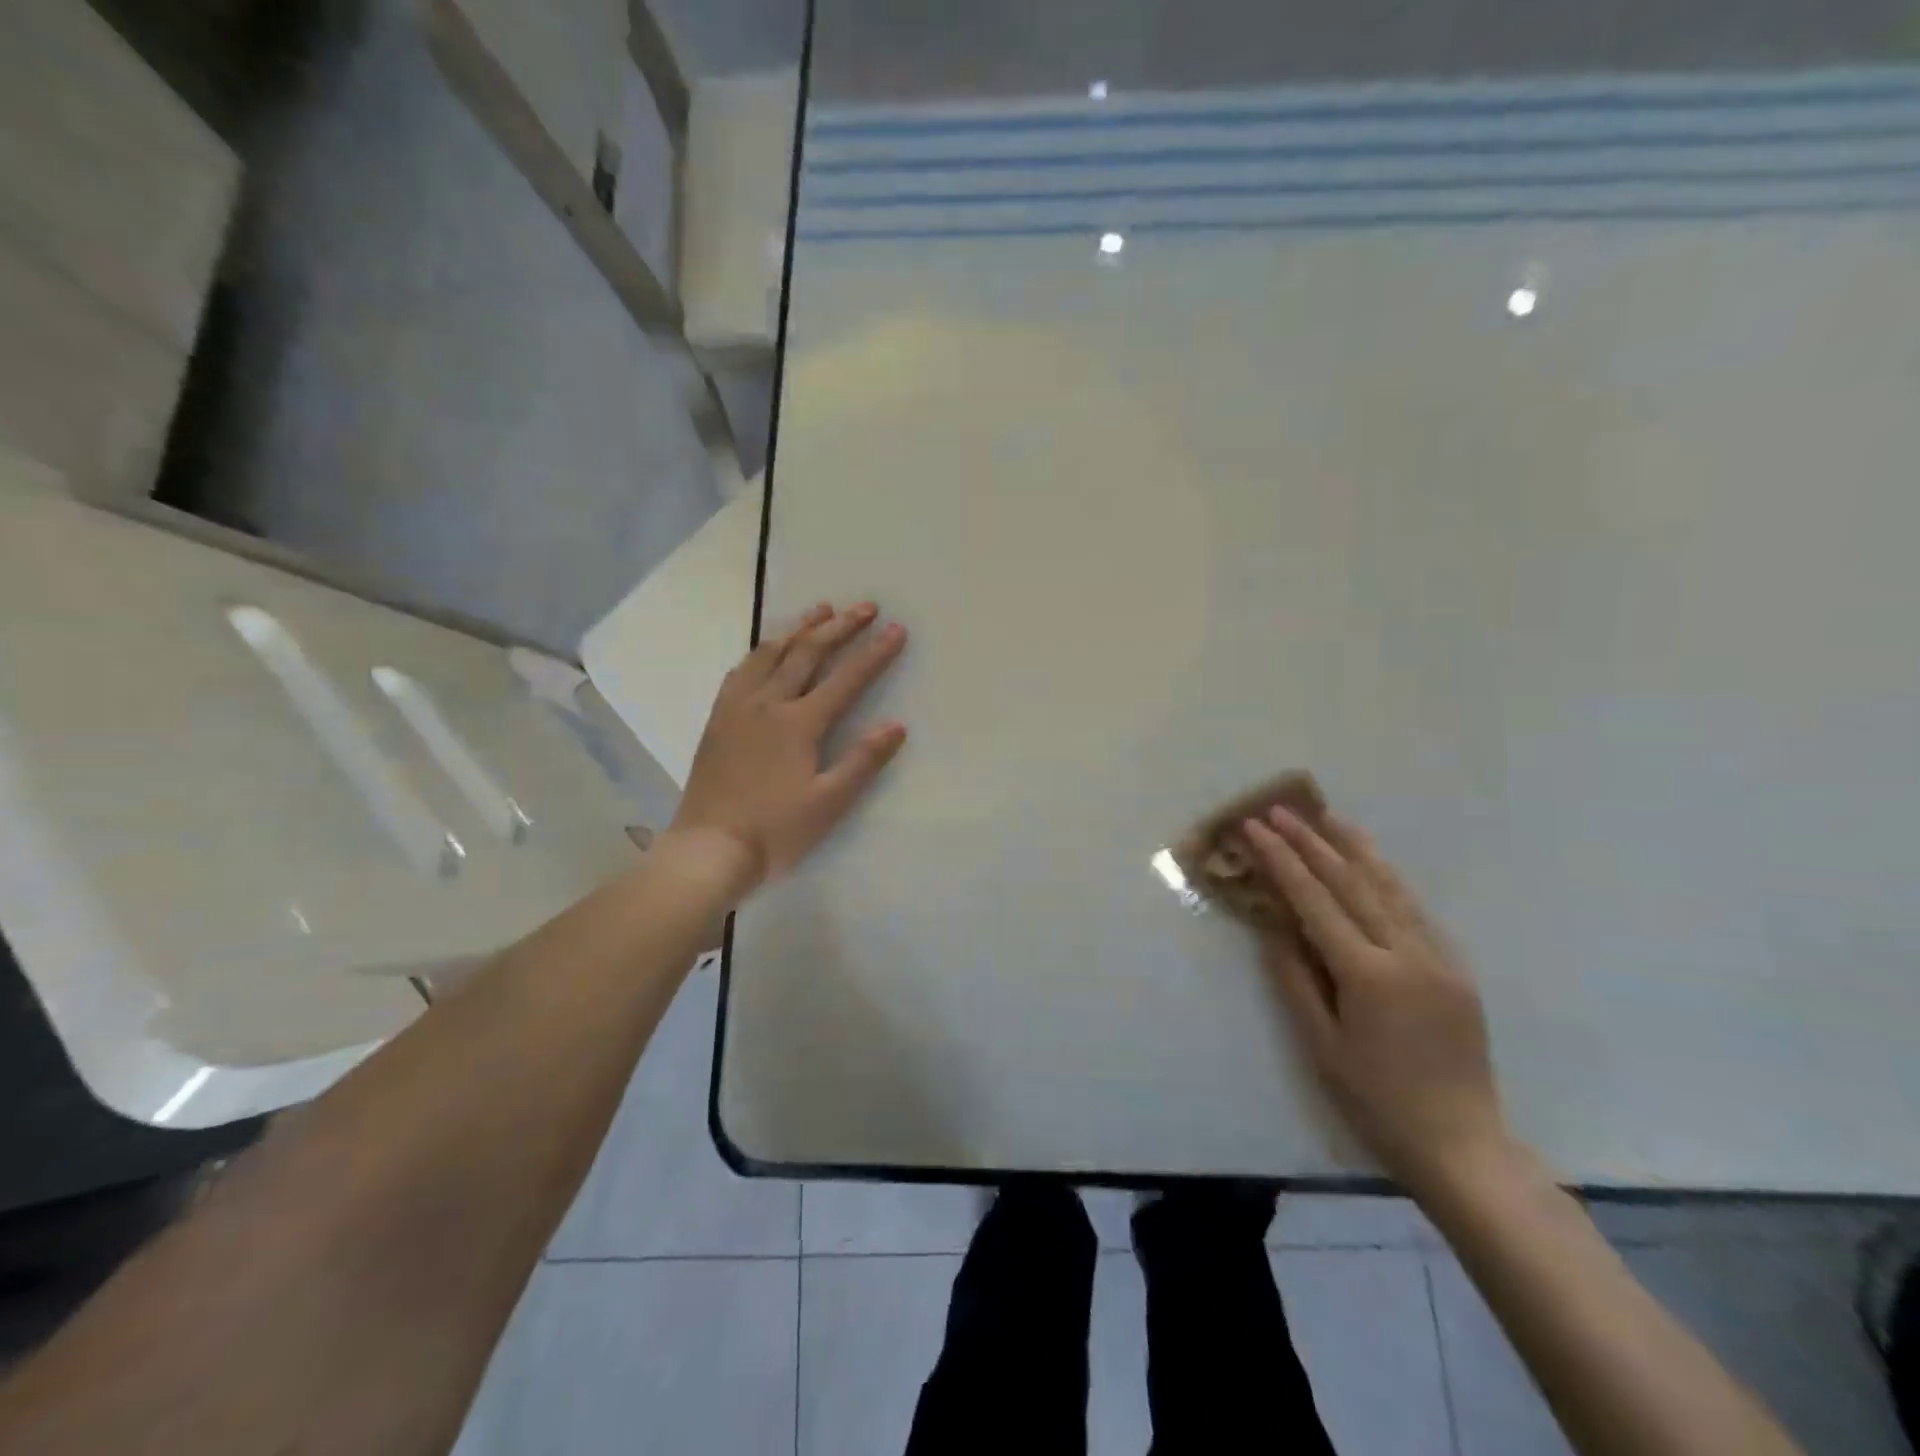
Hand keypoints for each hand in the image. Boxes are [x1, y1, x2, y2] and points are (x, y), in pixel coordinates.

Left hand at [668, 602, 906, 896]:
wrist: (708, 849)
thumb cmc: (775, 831)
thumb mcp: (828, 803)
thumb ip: (862, 761)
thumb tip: (896, 725)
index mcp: (799, 724)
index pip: (846, 679)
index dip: (875, 653)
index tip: (896, 629)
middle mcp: (768, 704)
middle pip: (808, 654)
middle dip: (839, 627)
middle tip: (865, 606)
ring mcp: (738, 708)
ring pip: (770, 654)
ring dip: (799, 629)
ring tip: (820, 610)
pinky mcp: (718, 719)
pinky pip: (741, 671)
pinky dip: (761, 651)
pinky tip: (767, 648)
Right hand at [1242, 806, 1511, 1196]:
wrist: (1462, 1145)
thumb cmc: (1377, 1101)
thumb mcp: (1321, 1045)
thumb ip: (1295, 978)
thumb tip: (1273, 926)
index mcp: (1369, 975)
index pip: (1316, 901)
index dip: (1282, 861)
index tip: (1256, 828)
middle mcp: (1408, 954)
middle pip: (1353, 883)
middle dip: (1313, 842)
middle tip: (1281, 810)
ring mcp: (1440, 959)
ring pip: (1392, 888)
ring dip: (1356, 848)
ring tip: (1328, 816)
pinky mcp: (1457, 969)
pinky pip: (1416, 912)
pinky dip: (1387, 880)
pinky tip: (1372, 864)